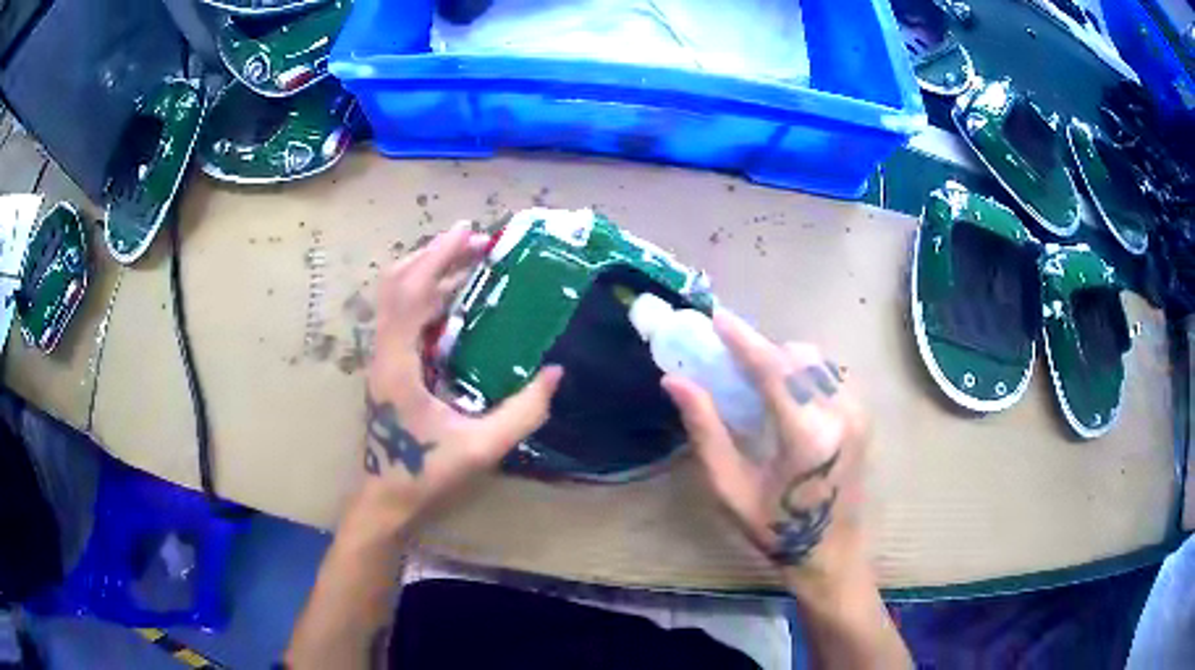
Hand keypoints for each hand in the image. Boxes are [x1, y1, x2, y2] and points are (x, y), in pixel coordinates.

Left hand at [359, 221, 563, 529]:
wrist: (386, 499)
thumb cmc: (426, 474)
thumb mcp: (481, 448)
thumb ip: (522, 413)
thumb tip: (556, 373)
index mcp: (397, 364)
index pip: (411, 293)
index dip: (438, 258)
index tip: (469, 233)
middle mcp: (383, 353)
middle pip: (396, 284)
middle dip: (434, 256)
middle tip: (476, 244)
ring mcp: (381, 359)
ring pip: (395, 297)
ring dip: (428, 272)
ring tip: (468, 261)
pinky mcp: (387, 367)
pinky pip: (401, 315)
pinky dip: (425, 294)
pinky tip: (454, 300)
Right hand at [662, 310, 867, 587]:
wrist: (832, 552)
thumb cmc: (775, 530)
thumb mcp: (730, 488)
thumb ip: (706, 430)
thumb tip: (675, 382)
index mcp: (808, 436)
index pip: (774, 369)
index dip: (743, 339)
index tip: (717, 318)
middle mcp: (841, 414)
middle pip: (798, 356)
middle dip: (763, 349)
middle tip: (731, 360)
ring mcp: (859, 412)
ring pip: (818, 360)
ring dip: (785, 359)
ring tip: (757, 379)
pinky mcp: (865, 415)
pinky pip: (832, 374)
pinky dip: (806, 372)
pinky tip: (788, 396)